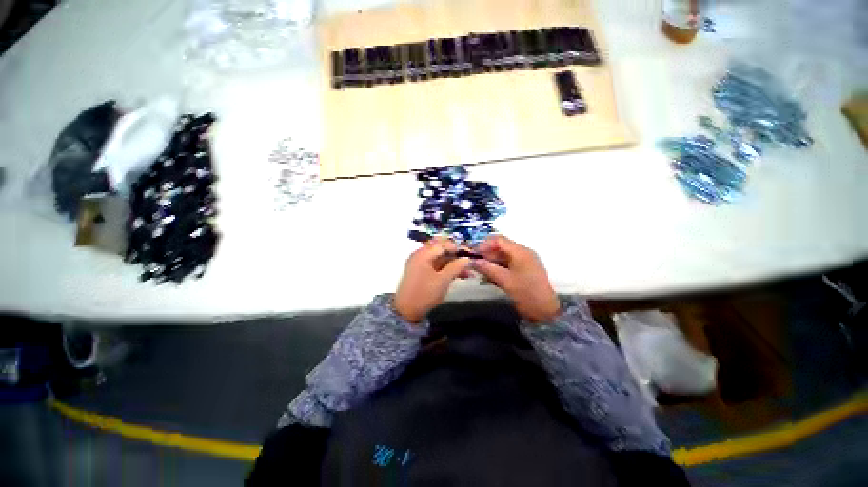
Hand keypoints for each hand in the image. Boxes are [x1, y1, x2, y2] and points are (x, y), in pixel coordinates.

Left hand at [394, 237, 472, 323]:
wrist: (406, 311)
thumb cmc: (425, 293)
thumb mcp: (443, 280)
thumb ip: (456, 267)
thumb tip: (467, 258)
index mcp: (423, 253)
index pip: (443, 244)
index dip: (457, 248)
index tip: (470, 255)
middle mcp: (420, 255)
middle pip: (441, 250)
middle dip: (456, 257)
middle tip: (469, 263)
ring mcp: (419, 263)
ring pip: (440, 259)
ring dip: (453, 264)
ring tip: (467, 273)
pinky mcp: (420, 272)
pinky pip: (436, 266)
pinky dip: (446, 269)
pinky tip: (458, 276)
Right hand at [472, 235, 560, 323]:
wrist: (545, 311)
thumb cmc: (525, 293)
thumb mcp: (504, 280)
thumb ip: (487, 268)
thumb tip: (472, 261)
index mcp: (520, 252)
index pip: (499, 240)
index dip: (484, 245)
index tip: (473, 254)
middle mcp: (523, 253)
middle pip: (501, 247)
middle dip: (487, 254)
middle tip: (474, 263)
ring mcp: (524, 261)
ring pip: (503, 256)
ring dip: (491, 261)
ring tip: (480, 270)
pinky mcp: (524, 270)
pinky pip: (508, 264)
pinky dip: (498, 267)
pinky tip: (489, 275)